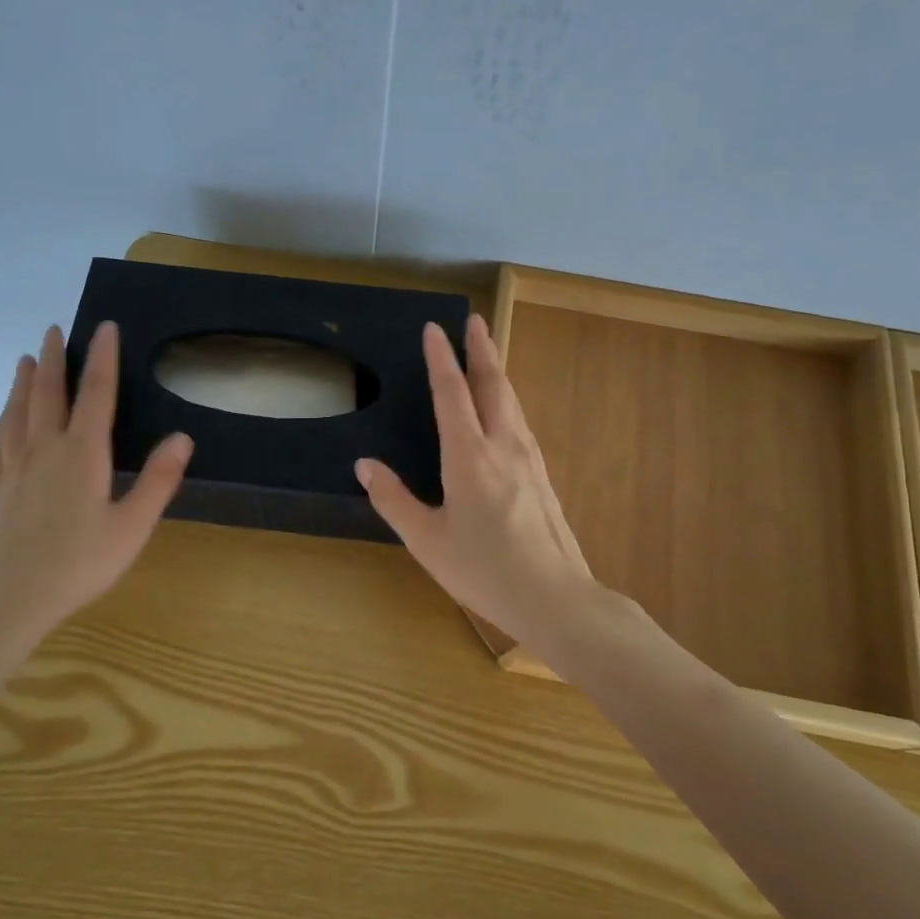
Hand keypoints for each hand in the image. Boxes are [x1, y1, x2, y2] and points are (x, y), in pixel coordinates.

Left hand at [0, 321, 191, 667]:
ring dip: (25, 381)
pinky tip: (5, 416)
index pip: (96, 393)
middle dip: (55, 358)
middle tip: (54, 329)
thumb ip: (158, 480)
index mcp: (82, 454)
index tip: (105, 327)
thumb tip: (183, 436)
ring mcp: (15, 466)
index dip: (103, 358)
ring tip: (27, 358)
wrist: (8, 599)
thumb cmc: (79, 564)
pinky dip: (4, 417)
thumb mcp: (132, 527)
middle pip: (49, 392)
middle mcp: (45, 448)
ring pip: (19, 410)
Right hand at [356, 314, 595, 641]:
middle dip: (481, 349)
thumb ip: (393, 499)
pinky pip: (521, 422)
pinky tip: (506, 410)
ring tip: (488, 354)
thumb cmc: (484, 570)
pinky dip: (507, 400)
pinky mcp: (542, 475)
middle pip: (493, 384)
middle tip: (474, 320)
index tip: (433, 328)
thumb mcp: (426, 540)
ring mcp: (528, 459)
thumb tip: (364, 465)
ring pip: (512, 401)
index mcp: (469, 456)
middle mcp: (503, 445)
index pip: (451, 393)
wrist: (555, 597)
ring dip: (497, 370)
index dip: (441, 358)